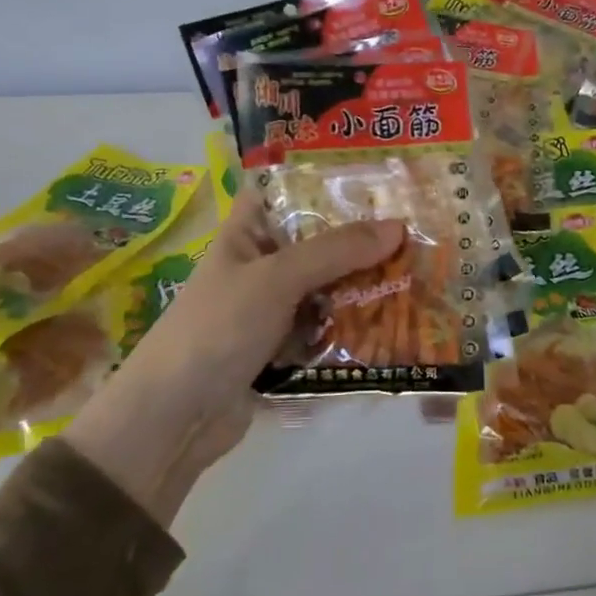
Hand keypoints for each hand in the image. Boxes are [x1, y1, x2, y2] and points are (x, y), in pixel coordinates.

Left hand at [68, 185, 404, 525]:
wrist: (174, 419)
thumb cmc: (216, 329)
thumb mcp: (276, 278)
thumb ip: (336, 251)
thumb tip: (398, 227)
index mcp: (249, 233)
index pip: (289, 190)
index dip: (329, 179)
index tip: (381, 175)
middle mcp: (265, 264)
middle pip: (321, 240)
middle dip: (365, 237)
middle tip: (420, 227)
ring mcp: (276, 308)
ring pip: (331, 285)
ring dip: (367, 283)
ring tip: (421, 271)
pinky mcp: (287, 347)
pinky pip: (330, 325)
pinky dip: (357, 323)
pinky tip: (399, 318)